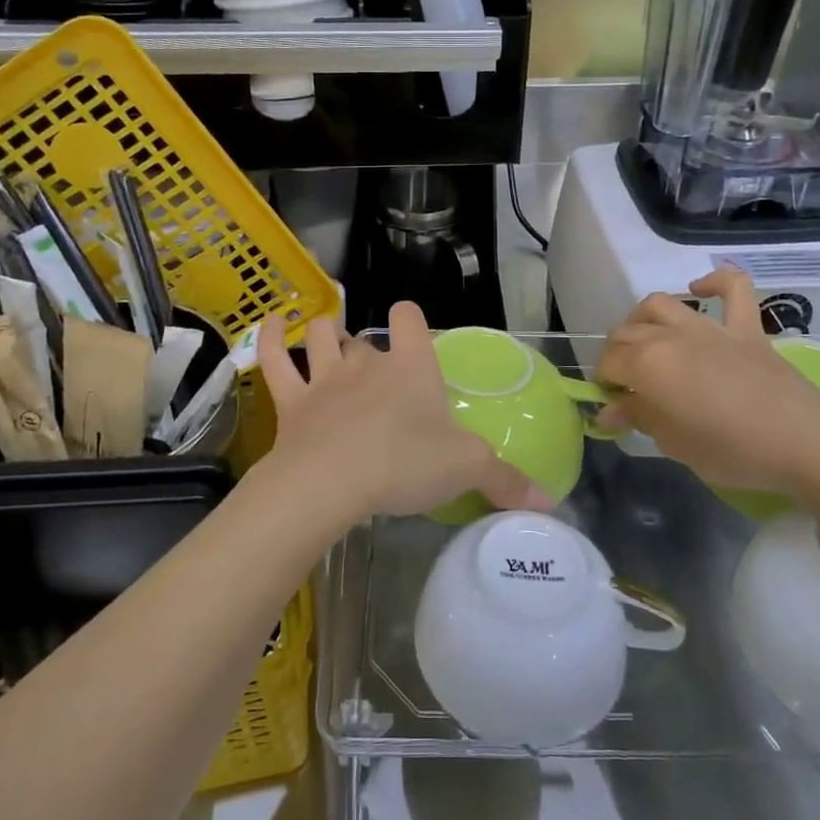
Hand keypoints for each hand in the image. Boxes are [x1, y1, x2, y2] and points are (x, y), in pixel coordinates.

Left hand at [255, 302, 550, 524]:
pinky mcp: (291, 401)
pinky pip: (274, 360)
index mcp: (412, 367)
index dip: (411, 320)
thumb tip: (550, 502)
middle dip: (368, 347)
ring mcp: (325, 378)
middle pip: (365, 337)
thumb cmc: (404, 463)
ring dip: (322, 332)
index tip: (414, 337)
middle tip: (376, 372)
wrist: (331, 481)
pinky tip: (270, 324)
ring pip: (320, 337)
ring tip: (327, 335)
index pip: (410, 318)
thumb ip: (506, 481)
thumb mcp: (466, 470)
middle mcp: (367, 362)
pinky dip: (269, 338)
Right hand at [594, 269, 819, 495]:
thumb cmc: (730, 449)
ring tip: (647, 341)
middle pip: (626, 332)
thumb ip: (638, 418)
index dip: (603, 383)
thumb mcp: (673, 444)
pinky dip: (714, 282)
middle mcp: (670, 335)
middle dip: (616, 355)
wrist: (802, 440)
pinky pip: (732, 288)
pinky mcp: (746, 328)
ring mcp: (710, 328)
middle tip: (626, 383)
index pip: (608, 363)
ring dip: (643, 319)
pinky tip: (700, 290)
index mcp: (647, 364)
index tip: (611, 404)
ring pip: (661, 304)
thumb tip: (609, 410)